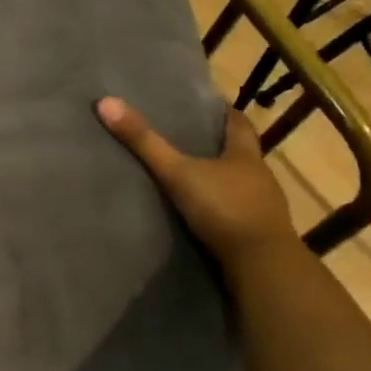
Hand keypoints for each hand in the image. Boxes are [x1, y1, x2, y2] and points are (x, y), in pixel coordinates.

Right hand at [96, 97, 298, 270]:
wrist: (262, 268)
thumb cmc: (224, 209)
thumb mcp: (178, 173)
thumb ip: (144, 142)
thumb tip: (105, 102)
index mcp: (246, 155)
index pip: (239, 124)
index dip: (224, 112)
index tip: (207, 106)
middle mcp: (260, 177)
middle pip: (241, 153)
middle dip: (219, 146)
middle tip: (188, 139)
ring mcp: (264, 209)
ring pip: (241, 185)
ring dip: (221, 180)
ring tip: (190, 177)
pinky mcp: (260, 236)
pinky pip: (239, 214)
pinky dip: (222, 210)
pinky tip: (203, 215)